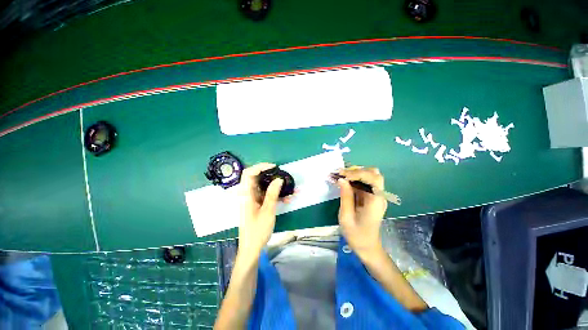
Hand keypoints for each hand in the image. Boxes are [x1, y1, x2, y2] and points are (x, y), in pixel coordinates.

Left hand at [237, 163, 283, 261]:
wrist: (252, 248)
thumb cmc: (257, 231)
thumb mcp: (267, 211)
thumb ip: (272, 194)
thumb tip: (279, 179)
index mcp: (246, 195)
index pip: (248, 173)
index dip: (260, 167)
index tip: (274, 167)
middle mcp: (248, 194)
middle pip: (257, 178)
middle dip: (271, 176)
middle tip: (283, 177)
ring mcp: (253, 199)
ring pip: (264, 187)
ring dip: (276, 187)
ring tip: (289, 190)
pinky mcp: (257, 204)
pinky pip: (266, 195)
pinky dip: (276, 195)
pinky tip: (287, 199)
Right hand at [337, 167, 387, 257]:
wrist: (367, 247)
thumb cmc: (356, 235)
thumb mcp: (346, 217)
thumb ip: (345, 196)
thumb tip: (341, 179)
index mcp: (375, 201)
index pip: (372, 178)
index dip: (357, 173)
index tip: (341, 175)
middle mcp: (379, 195)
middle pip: (373, 173)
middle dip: (356, 171)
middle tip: (341, 174)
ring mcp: (376, 196)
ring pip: (369, 176)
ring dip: (354, 173)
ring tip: (340, 176)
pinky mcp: (371, 197)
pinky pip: (364, 183)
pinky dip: (353, 179)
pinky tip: (343, 181)